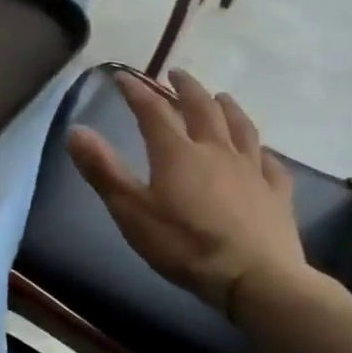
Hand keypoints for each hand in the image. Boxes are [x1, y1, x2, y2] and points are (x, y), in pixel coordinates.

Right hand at [65, 69, 307, 317]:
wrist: (255, 278)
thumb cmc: (184, 245)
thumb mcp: (131, 210)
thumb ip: (103, 170)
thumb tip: (75, 130)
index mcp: (177, 152)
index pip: (153, 110)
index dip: (136, 91)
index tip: (123, 76)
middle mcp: (216, 150)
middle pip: (202, 109)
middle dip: (186, 88)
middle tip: (176, 74)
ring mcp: (251, 169)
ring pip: (240, 127)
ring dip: (227, 107)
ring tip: (220, 96)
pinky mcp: (276, 193)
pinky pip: (270, 162)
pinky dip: (261, 149)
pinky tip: (261, 151)